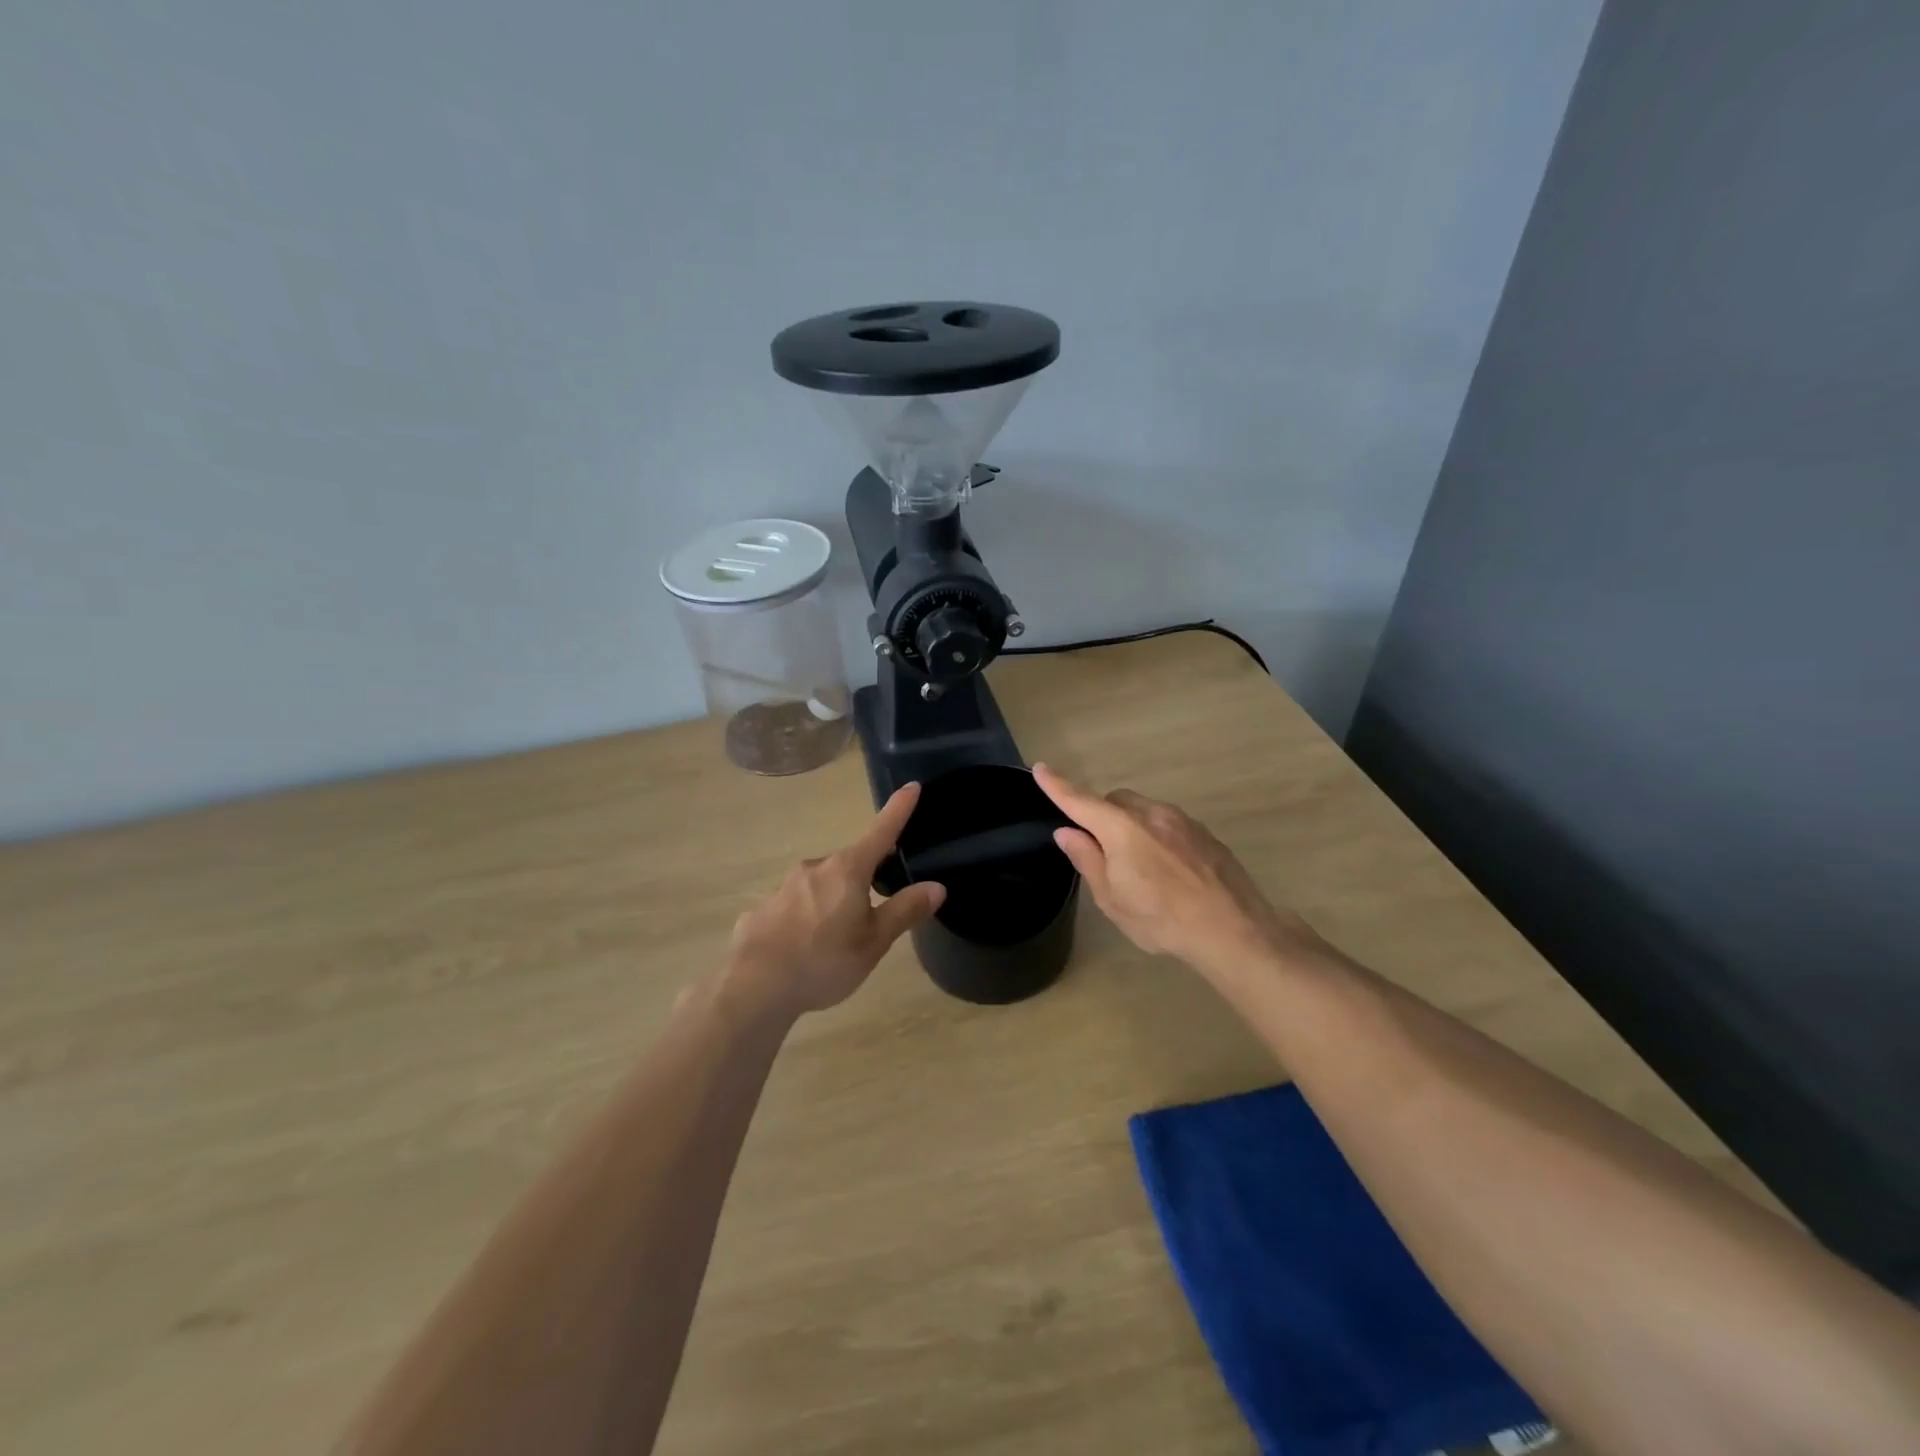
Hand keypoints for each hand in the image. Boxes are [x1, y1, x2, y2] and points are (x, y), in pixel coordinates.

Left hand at [726, 784, 945, 1017]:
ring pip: (820, 885)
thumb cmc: (824, 961)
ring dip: (832, 901)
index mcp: (847, 870)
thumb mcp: (874, 942)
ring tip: (834, 941)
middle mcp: (815, 867)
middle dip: (863, 879)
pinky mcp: (762, 908)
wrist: (754, 986)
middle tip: (872, 912)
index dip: (898, 810)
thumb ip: (904, 911)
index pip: (881, 831)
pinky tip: (801, 949)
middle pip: (849, 864)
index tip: (911, 786)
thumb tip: (936, 886)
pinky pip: (793, 907)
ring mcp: (784, 886)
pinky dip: (804, 920)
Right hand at [1033, 764, 1318, 976]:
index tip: (1040, 769)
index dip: (1058, 786)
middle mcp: (1151, 813)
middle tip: (1102, 853)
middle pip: (1115, 801)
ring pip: (1143, 810)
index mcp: (1121, 829)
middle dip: (1102, 816)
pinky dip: (1156, 835)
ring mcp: (1182, 820)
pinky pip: (1168, 823)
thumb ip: (1088, 859)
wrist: (1233, 929)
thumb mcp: (1112, 899)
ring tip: (1140, 868)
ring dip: (1131, 826)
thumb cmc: (1162, 919)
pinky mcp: (1204, 832)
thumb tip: (1067, 832)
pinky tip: (1168, 870)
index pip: (1080, 800)